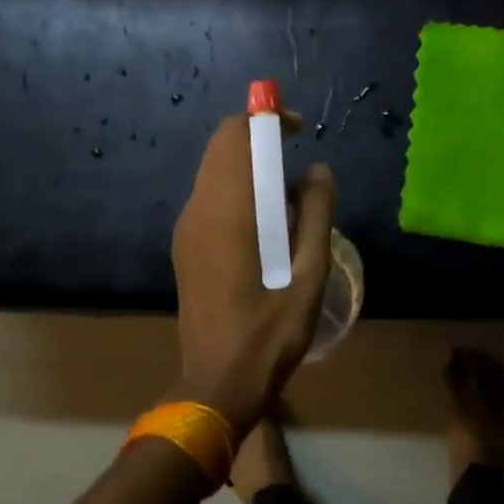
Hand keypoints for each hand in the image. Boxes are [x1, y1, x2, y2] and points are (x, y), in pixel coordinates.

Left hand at [169, 110, 335, 438]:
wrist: (217, 384)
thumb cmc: (269, 335)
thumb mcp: (309, 276)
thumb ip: (317, 216)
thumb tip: (318, 171)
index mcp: (227, 212)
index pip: (235, 136)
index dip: (265, 119)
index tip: (298, 131)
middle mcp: (198, 211)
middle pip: (221, 147)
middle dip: (258, 139)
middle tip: (298, 163)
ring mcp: (186, 229)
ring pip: (214, 171)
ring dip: (249, 166)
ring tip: (289, 195)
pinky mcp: (185, 246)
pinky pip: (210, 196)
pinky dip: (237, 188)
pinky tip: (266, 223)